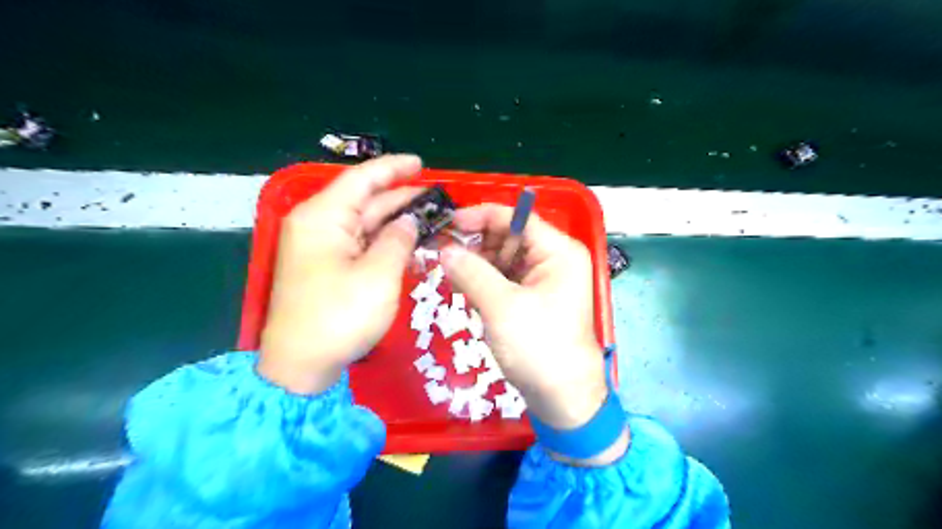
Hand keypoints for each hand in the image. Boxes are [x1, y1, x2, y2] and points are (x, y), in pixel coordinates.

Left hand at [257, 154, 420, 394]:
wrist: (301, 365)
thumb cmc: (339, 316)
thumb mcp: (378, 275)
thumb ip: (398, 240)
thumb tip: (409, 221)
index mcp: (324, 217)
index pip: (362, 179)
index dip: (393, 169)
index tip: (420, 163)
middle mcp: (318, 225)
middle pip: (364, 200)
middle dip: (400, 196)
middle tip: (435, 196)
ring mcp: (321, 247)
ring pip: (364, 223)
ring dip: (395, 220)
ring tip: (429, 215)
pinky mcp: (327, 267)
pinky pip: (360, 244)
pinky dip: (384, 241)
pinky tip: (408, 242)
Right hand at [443, 203, 611, 432]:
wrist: (562, 397)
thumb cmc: (538, 347)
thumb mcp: (501, 307)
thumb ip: (471, 272)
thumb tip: (443, 249)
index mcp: (558, 251)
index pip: (516, 218)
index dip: (481, 217)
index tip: (449, 224)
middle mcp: (554, 258)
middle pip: (509, 236)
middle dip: (477, 242)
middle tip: (443, 253)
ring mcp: (544, 279)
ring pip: (504, 257)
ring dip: (478, 262)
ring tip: (450, 272)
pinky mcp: (534, 297)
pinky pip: (505, 277)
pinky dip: (485, 279)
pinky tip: (464, 286)